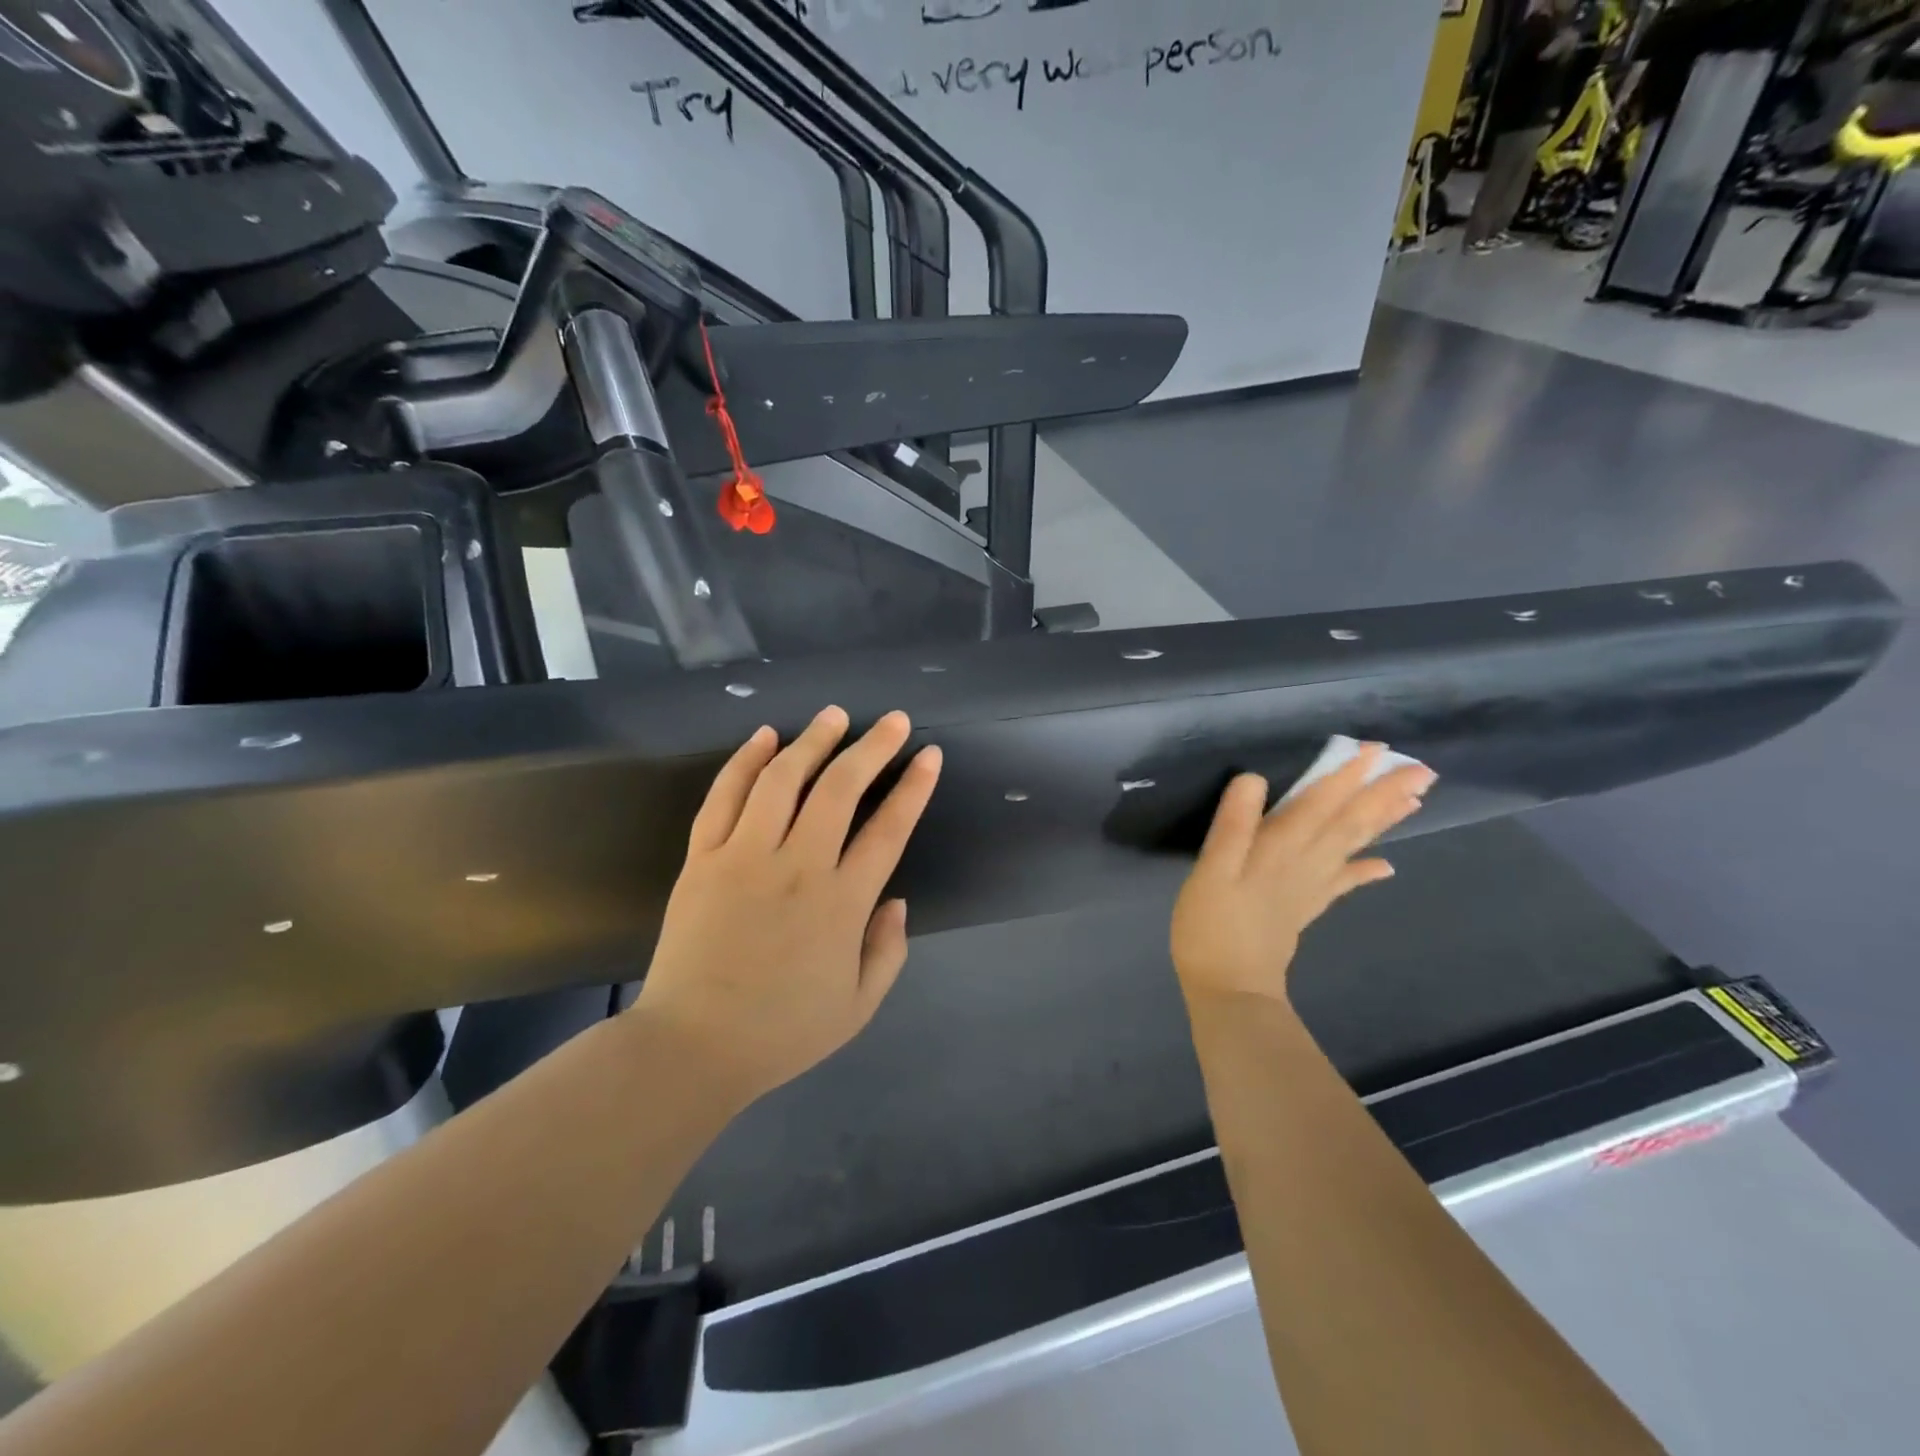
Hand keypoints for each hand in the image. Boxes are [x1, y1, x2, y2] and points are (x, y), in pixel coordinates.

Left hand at [631, 707, 941, 1107]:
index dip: (914, 787)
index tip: (929, 755)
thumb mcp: (858, 1007)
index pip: (888, 828)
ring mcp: (744, 857)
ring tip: (833, 716)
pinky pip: (723, 797)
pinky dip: (744, 761)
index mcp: (842, 903)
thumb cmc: (781, 1032)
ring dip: (812, 741)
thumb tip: (897, 901)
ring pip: (782, 780)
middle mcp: (797, 866)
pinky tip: (764, 736)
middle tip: (892, 720)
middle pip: (839, 789)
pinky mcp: (702, 859)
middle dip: (871, 747)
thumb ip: (888, 951)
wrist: (692, 1047)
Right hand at [1170, 745, 1435, 1006]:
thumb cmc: (1212, 925)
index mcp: (1280, 848)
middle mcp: (1305, 862)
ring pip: (1353, 846)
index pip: (1319, 802)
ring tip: (1414, 800)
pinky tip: (1386, 864)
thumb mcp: (1211, 870)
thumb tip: (1254, 778)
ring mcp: (1311, 887)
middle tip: (1420, 769)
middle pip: (1349, 822)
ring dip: (1383, 821)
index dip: (1345, 774)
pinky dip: (1366, 870)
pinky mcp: (1307, 908)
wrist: (1231, 988)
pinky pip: (1344, 883)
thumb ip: (1233, 824)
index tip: (1373, 749)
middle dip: (1381, 793)